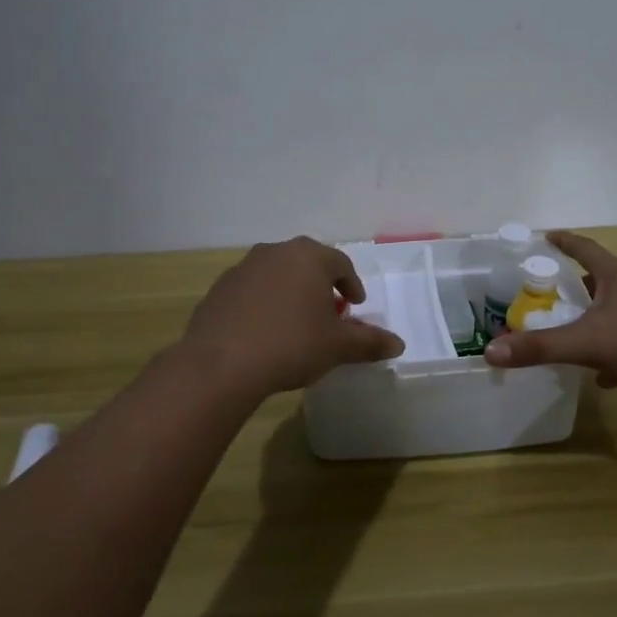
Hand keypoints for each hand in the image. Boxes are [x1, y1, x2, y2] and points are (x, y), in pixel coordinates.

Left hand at [183, 236, 404, 396]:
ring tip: (296, 323)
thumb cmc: (291, 345)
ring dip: (290, 293)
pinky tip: (264, 332)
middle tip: (329, 312)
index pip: (340, 263)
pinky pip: (251, 292)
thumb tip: (398, 344)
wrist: (221, 364)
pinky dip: (263, 305)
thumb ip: (369, 342)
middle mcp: (274, 253)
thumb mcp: (337, 346)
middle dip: (321, 285)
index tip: (356, 305)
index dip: (352, 284)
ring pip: (276, 275)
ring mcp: (242, 269)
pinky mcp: (218, 290)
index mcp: (308, 257)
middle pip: (306, 264)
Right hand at [483, 230, 616, 389]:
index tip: (545, 236)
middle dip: (574, 284)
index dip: (563, 242)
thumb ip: (541, 347)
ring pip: (614, 308)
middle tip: (549, 293)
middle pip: (598, 277)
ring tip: (571, 331)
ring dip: (593, 317)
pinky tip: (605, 375)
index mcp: (615, 275)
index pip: (583, 248)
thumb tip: (491, 351)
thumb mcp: (587, 343)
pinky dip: (613, 349)